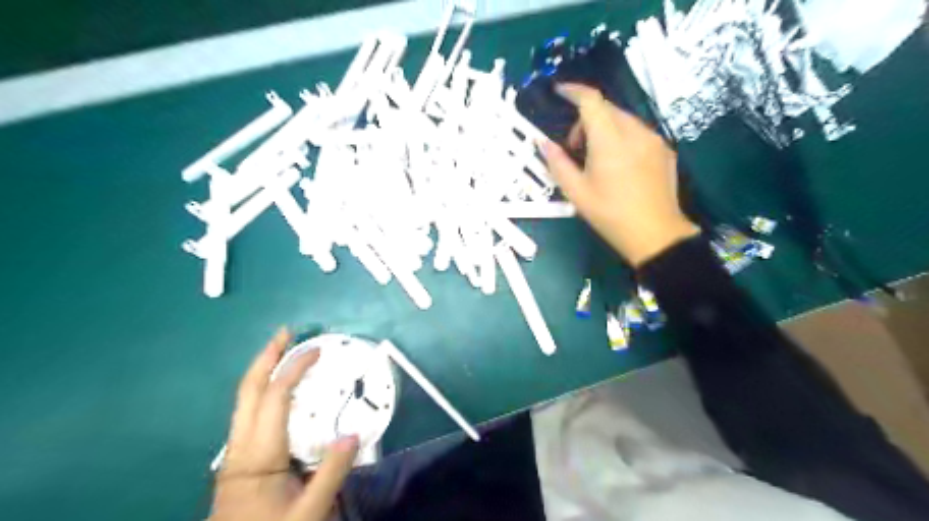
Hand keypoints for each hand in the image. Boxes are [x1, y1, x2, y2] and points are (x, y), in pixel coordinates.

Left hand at [212, 330, 359, 520]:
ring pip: (244, 400)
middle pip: (247, 391)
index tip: (316, 350)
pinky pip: (249, 412)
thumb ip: (331, 473)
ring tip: (283, 353)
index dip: (294, 368)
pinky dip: (263, 390)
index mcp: (258, 455)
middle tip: (285, 333)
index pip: (275, 398)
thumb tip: (353, 433)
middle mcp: (240, 446)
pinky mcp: (239, 460)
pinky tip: (279, 392)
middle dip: (265, 358)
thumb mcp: (308, 513)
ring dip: (263, 371)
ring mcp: (235, 453)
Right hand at [538, 82, 695, 267]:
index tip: (559, 92)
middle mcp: (635, 132)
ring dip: (604, 128)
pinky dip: (622, 138)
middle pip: (606, 109)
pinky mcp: (664, 150)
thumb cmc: (610, 214)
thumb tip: (543, 143)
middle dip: (586, 119)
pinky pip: (638, 132)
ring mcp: (654, 139)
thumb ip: (557, 163)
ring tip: (597, 159)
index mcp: (610, 140)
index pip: (591, 100)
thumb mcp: (576, 192)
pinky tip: (619, 166)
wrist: (655, 234)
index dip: (573, 91)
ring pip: (623, 120)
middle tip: (574, 148)